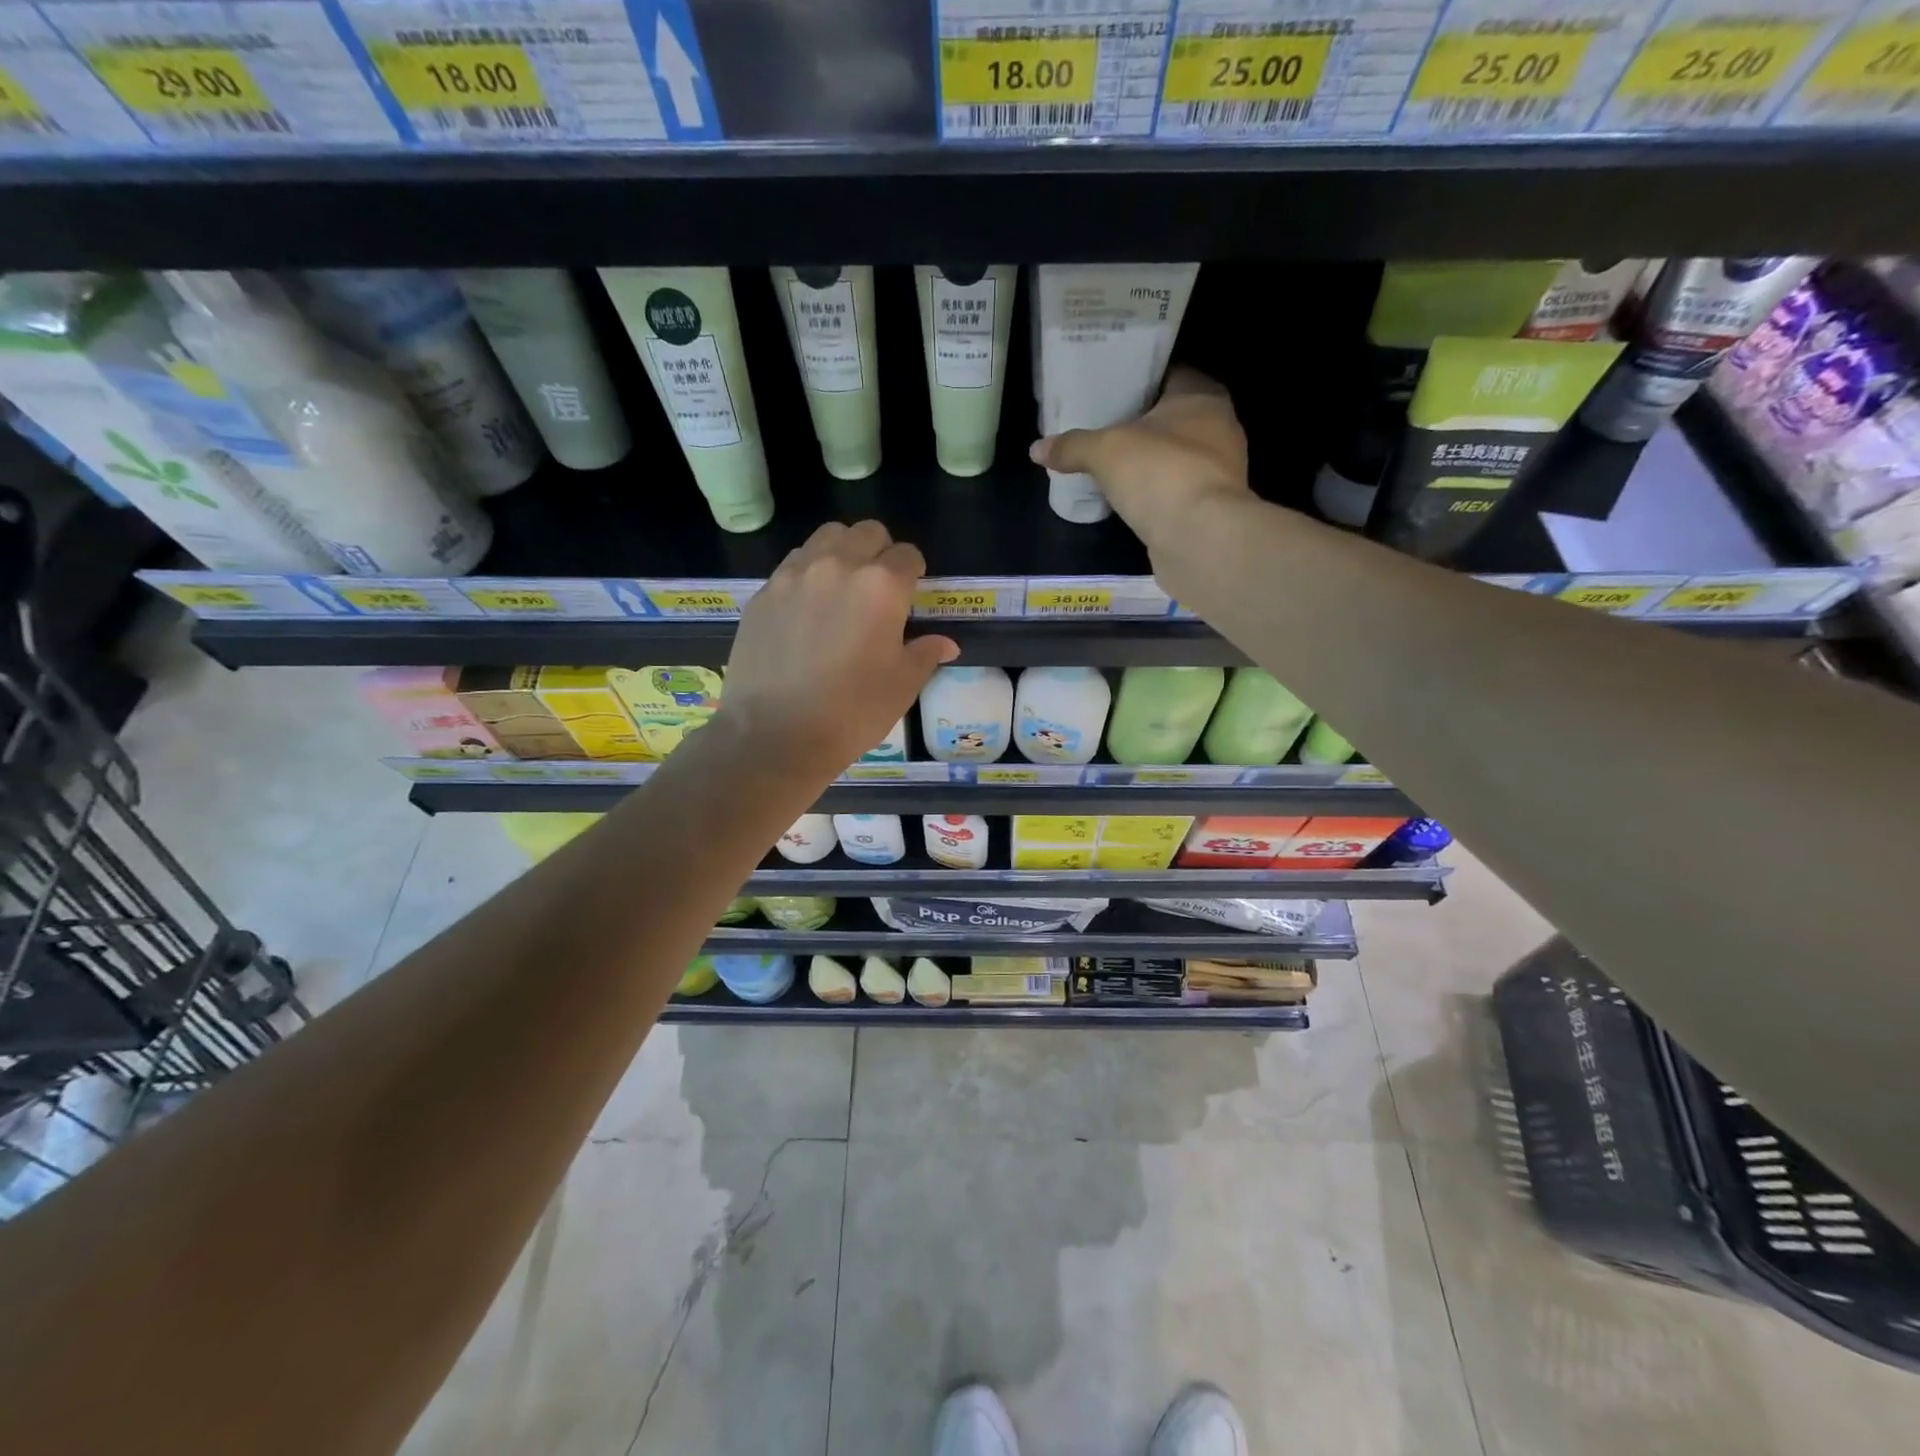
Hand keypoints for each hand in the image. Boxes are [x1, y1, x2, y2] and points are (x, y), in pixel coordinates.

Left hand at [721, 520, 957, 779]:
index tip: (911, 596)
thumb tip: (945, 643)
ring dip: (843, 553)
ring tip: (842, 590)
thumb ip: (925, 654)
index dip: (915, 573)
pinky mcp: (763, 592)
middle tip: (879, 590)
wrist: (774, 735)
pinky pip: (793, 565)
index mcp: (882, 585)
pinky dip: (808, 574)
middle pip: (867, 533)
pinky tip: (807, 611)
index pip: (908, 555)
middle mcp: (838, 565)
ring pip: (826, 538)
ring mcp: (794, 575)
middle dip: (880, 552)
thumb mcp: (902, 686)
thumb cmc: (852, 713)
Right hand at [1029, 366, 1249, 544]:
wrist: (1199, 538)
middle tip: (1105, 430)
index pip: (1171, 374)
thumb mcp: (1105, 451)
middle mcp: (1220, 427)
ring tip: (1113, 467)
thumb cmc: (1160, 472)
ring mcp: (1221, 471)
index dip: (1141, 381)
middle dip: (1143, 425)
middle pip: (1174, 418)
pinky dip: (1158, 494)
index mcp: (1202, 396)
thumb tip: (1036, 449)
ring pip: (1178, 456)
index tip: (1111, 391)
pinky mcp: (1213, 508)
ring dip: (1152, 463)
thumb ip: (1072, 446)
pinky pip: (1179, 491)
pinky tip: (1132, 500)